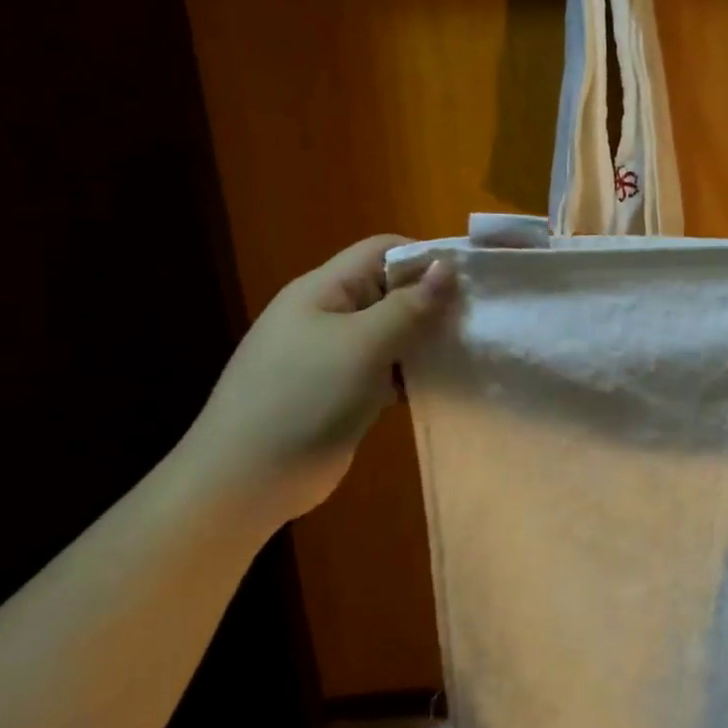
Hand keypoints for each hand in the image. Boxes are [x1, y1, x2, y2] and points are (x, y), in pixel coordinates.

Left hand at [180, 235, 453, 524]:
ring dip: (425, 340)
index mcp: (324, 289)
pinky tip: (443, 384)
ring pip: (390, 334)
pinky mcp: (342, 393)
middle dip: (432, 301)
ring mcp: (333, 356)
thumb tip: (446, 267)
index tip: (472, 280)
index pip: (382, 250)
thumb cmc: (306, 397)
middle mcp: (328, 315)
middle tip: (479, 320)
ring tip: (470, 352)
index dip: (426, 258)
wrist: (249, 477)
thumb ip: (408, 306)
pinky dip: (412, 373)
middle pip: (389, 291)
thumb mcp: (363, 344)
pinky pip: (385, 370)